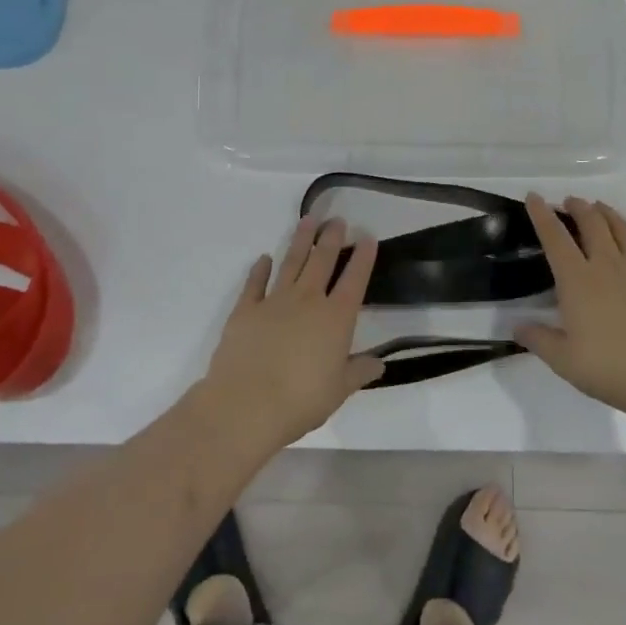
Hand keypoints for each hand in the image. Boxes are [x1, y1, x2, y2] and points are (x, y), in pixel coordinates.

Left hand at [199, 217, 384, 451]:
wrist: (245, 405)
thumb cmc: (300, 401)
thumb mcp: (339, 390)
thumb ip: (359, 372)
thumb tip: (380, 363)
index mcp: (336, 317)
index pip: (355, 279)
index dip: (363, 257)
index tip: (368, 236)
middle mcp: (308, 300)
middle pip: (323, 260)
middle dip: (332, 238)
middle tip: (337, 219)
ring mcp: (274, 301)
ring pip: (292, 262)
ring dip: (301, 240)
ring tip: (308, 219)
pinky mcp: (245, 310)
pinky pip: (254, 283)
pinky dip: (259, 269)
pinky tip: (264, 258)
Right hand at [515, 194, 625, 422]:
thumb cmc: (611, 368)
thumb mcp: (564, 361)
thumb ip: (538, 340)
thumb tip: (516, 327)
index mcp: (577, 280)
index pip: (555, 238)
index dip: (542, 215)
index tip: (534, 197)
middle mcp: (607, 264)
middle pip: (592, 223)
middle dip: (578, 207)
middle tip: (570, 202)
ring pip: (623, 229)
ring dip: (609, 214)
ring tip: (600, 207)